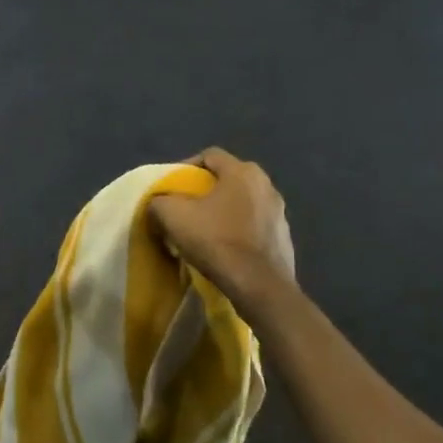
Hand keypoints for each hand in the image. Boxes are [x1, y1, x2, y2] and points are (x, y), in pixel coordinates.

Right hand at [151, 148, 296, 314]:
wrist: (260, 286)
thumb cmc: (217, 241)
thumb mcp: (173, 216)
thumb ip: (159, 201)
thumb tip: (158, 205)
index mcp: (242, 171)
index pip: (209, 156)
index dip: (185, 167)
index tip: (171, 186)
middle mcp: (266, 184)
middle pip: (227, 179)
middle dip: (204, 190)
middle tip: (185, 207)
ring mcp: (279, 212)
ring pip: (242, 202)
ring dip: (223, 211)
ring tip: (204, 229)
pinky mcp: (284, 237)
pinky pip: (254, 225)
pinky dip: (238, 230)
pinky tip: (225, 248)